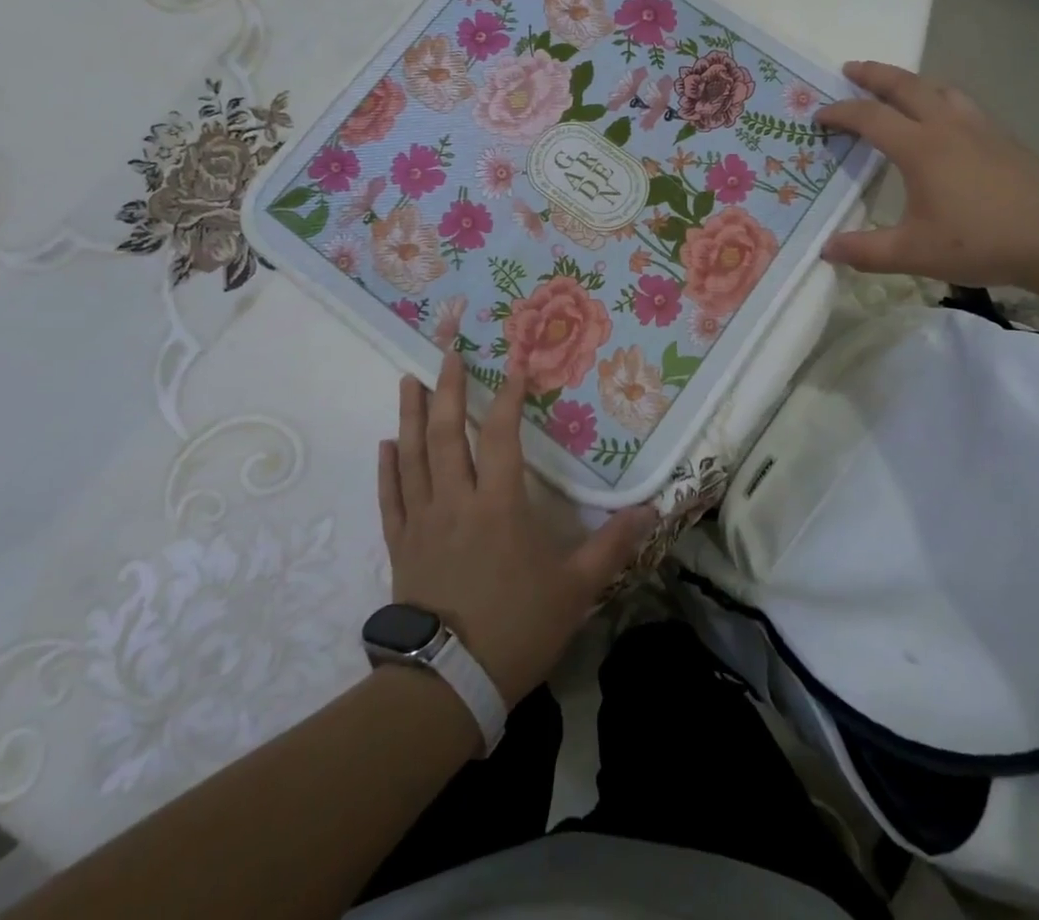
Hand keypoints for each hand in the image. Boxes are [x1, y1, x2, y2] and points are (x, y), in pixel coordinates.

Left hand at [378, 354, 657, 706]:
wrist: (447, 686)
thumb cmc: (516, 629)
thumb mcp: (575, 589)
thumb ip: (612, 546)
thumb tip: (653, 510)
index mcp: (499, 504)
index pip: (502, 435)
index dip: (508, 396)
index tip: (514, 364)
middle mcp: (456, 501)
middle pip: (448, 433)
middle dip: (448, 388)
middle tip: (447, 352)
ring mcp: (422, 522)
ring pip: (413, 456)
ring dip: (411, 415)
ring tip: (408, 380)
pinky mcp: (401, 546)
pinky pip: (391, 497)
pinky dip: (388, 468)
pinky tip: (386, 444)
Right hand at [815, 61, 1038, 290]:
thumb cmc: (981, 241)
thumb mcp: (913, 253)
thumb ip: (865, 251)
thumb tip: (826, 249)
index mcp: (920, 148)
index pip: (870, 118)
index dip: (840, 113)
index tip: (819, 116)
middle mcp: (947, 127)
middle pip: (906, 86)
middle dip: (874, 75)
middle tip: (850, 69)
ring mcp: (979, 128)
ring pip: (939, 89)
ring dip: (911, 81)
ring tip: (897, 87)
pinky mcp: (1003, 139)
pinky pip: (961, 103)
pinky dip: (939, 98)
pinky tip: (944, 118)